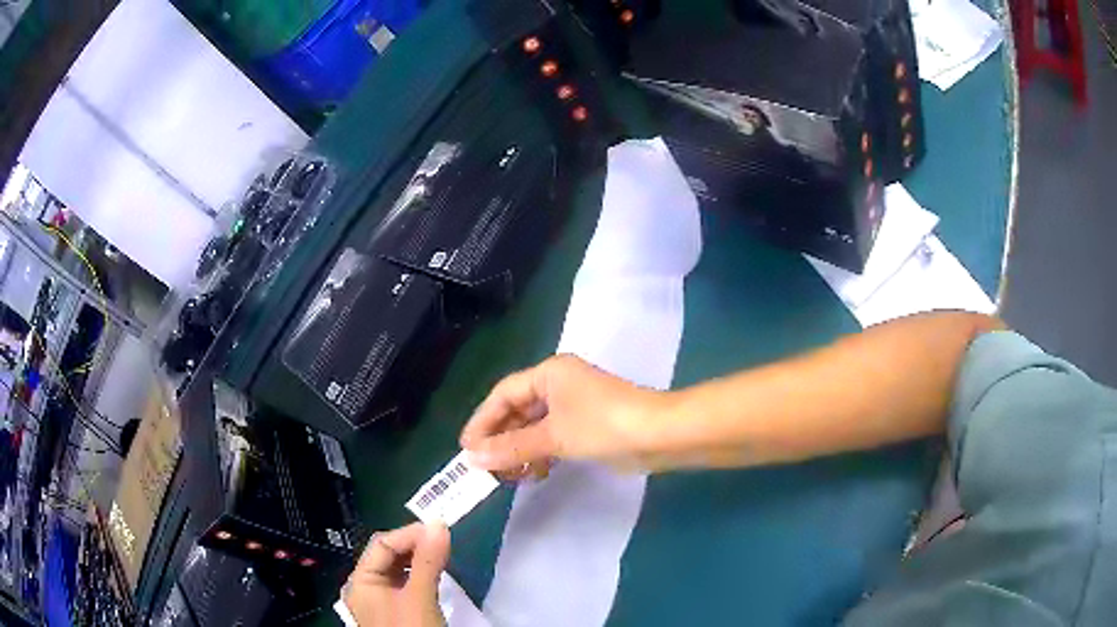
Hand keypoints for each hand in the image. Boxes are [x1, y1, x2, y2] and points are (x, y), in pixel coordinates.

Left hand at [344, 523, 449, 626]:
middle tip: (445, 540)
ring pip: (399, 569)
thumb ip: (428, 562)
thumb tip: (439, 524)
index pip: (382, 544)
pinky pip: (407, 583)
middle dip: (415, 545)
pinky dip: (422, 574)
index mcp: (361, 581)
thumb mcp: (420, 598)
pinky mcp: (398, 611)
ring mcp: (382, 600)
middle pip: (388, 555)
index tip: (441, 529)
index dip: (410, 534)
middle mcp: (367, 587)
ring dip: (420, 559)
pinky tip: (437, 573)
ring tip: (444, 553)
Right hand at [460, 355, 668, 475]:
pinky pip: (552, 437)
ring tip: (511, 476)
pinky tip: (536, 472)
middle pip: (517, 411)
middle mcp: (559, 384)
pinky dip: (541, 453)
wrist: (660, 435)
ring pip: (534, 426)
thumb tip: (474, 458)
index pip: (503, 395)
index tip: (467, 449)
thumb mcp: (554, 436)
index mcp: (549, 374)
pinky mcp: (587, 425)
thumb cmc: (604, 425)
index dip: (482, 421)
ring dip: (520, 450)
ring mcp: (574, 405)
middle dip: (501, 439)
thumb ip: (513, 446)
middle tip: (486, 468)